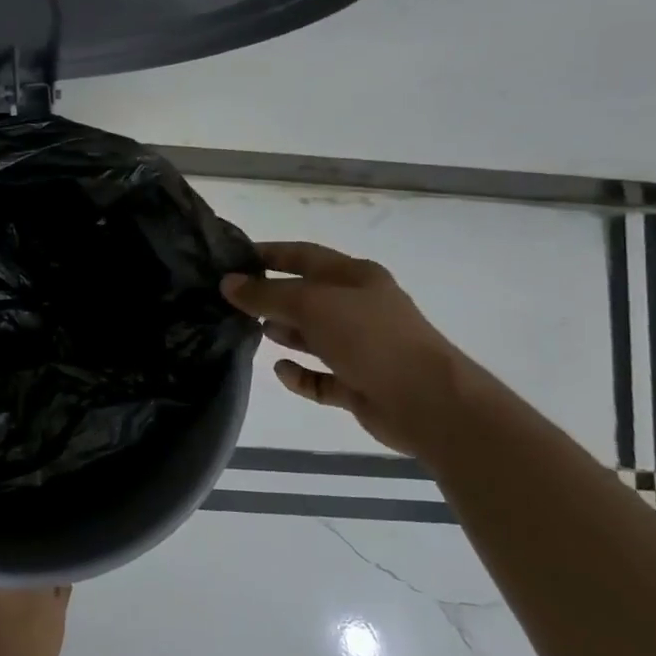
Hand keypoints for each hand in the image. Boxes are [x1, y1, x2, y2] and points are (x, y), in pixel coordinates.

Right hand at [222, 241, 471, 456]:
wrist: (427, 401)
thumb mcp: (312, 305)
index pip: (304, 256)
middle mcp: (359, 307)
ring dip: (285, 333)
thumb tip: (228, 283)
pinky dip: (300, 374)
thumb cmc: (370, 338)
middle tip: (231, 302)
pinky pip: (321, 376)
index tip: (233, 258)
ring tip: (250, 331)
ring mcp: (361, 347)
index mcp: (356, 277)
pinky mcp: (359, 384)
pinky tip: (281, 370)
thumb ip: (266, 294)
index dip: (270, 254)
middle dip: (272, 297)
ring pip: (313, 335)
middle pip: (307, 296)